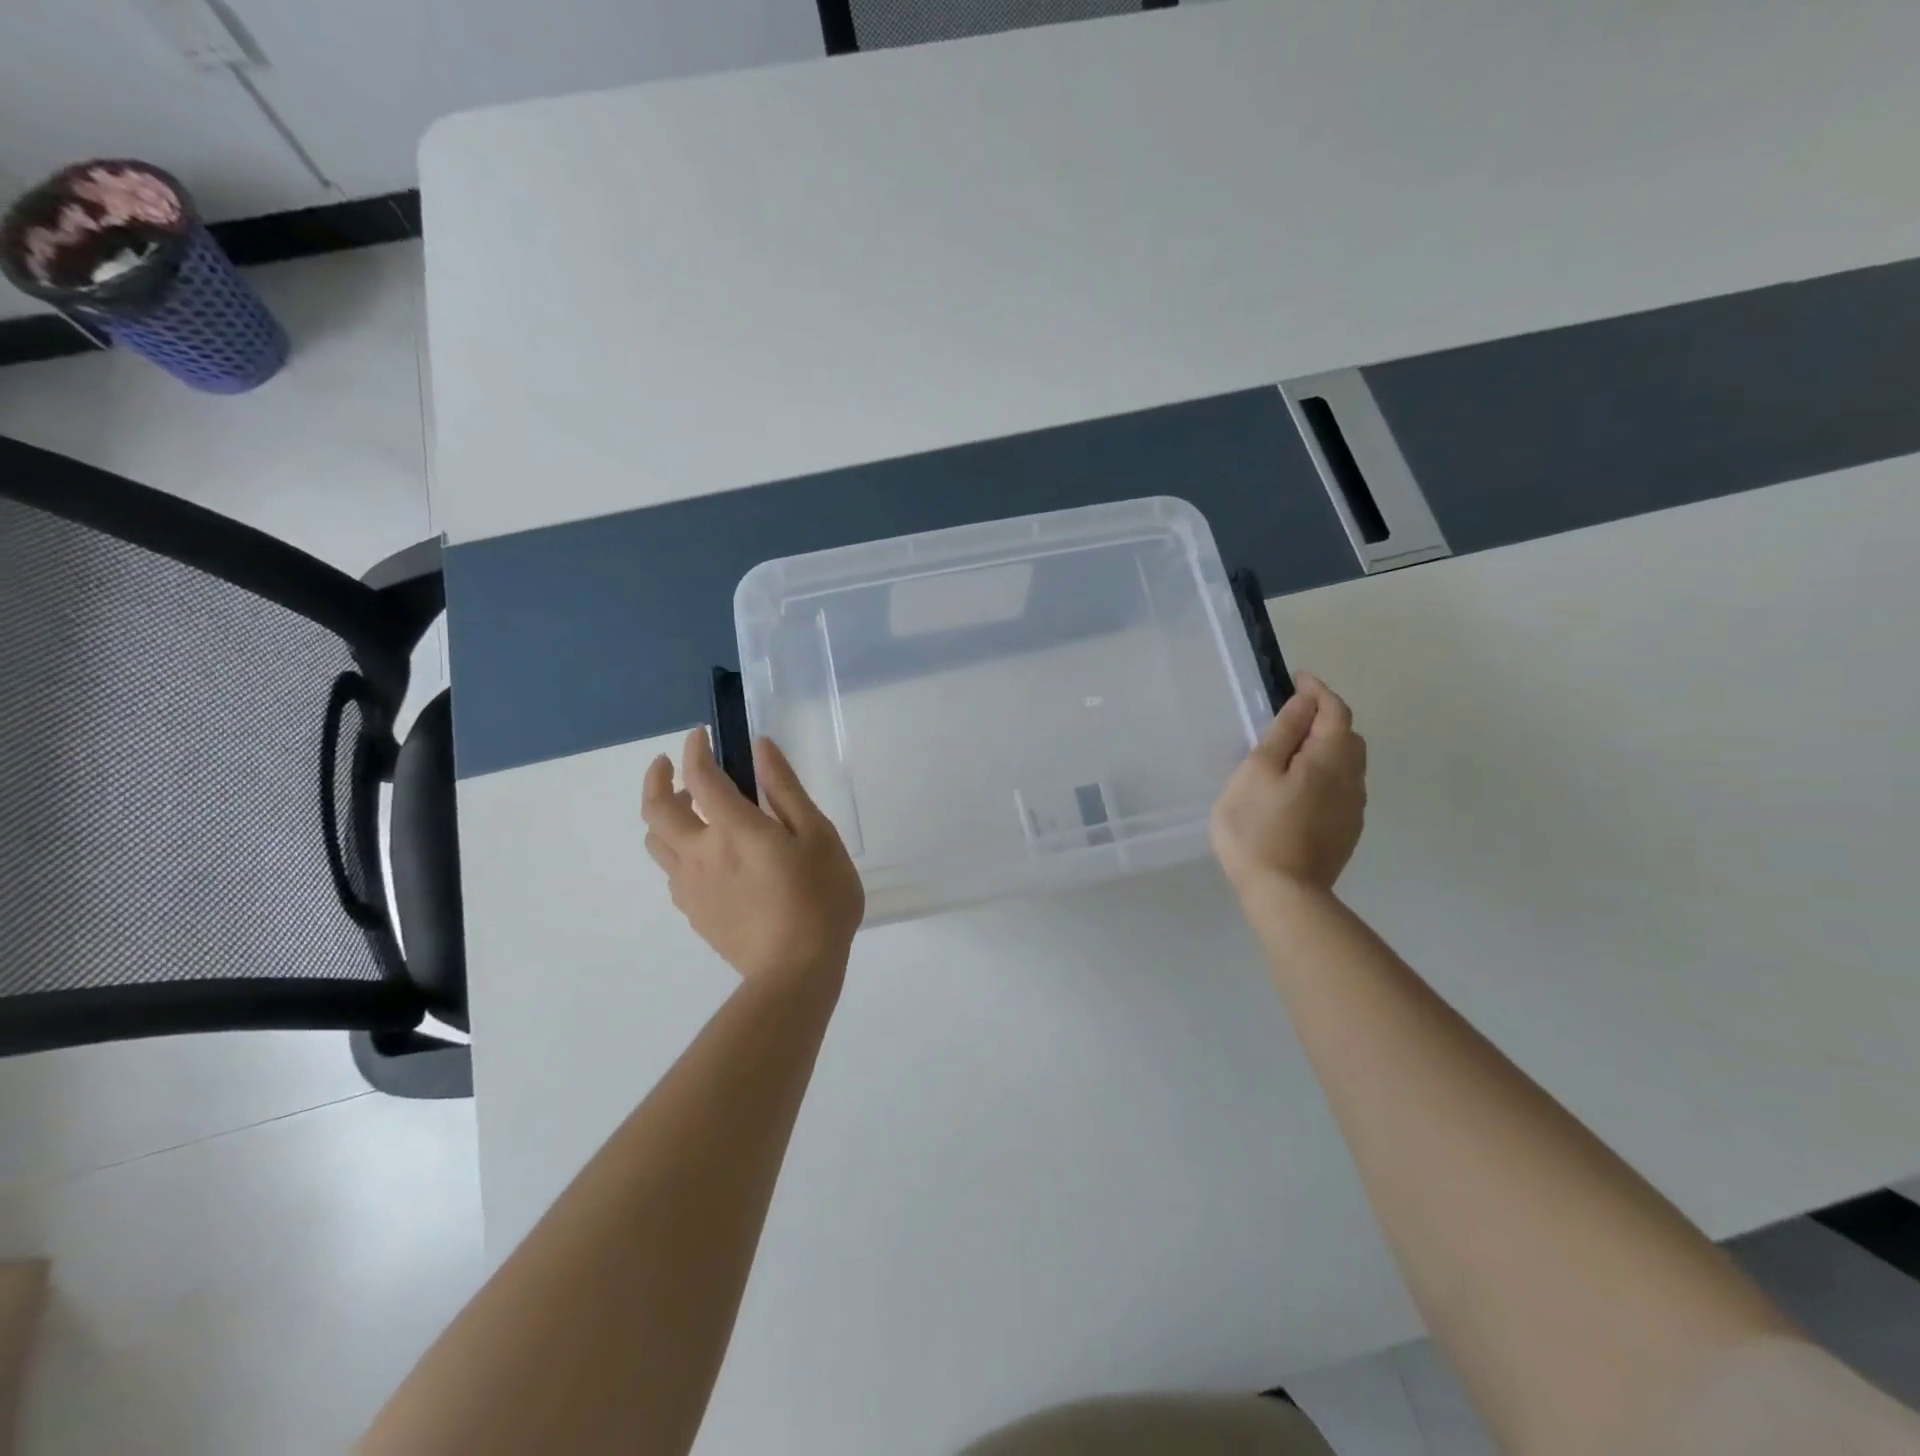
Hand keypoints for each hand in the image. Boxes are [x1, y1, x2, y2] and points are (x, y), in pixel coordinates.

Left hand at [642, 729, 864, 988]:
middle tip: (667, 764)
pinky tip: (705, 856)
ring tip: (688, 808)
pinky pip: (671, 872)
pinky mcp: (694, 914)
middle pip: (655, 810)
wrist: (796, 971)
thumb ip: (786, 790)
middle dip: (656, 779)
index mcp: (734, 830)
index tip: (701, 735)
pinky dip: (677, 850)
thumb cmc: (819, 898)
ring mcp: (691, 887)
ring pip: (656, 843)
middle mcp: (700, 854)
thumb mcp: (818, 836)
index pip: (700, 777)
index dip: (695, 750)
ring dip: (663, 816)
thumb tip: (760, 748)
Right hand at [1210, 673, 1367, 895]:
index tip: (1297, 678)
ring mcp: (1353, 808)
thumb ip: (1282, 734)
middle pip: (1348, 736)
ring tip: (1293, 750)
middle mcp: (1352, 779)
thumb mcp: (1257, 772)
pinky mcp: (1346, 831)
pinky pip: (1342, 788)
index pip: (1334, 711)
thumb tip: (1303, 702)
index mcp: (1330, 758)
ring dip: (1327, 746)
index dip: (1318, 691)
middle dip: (1326, 717)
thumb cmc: (1258, 827)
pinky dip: (1326, 772)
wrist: (1284, 894)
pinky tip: (1300, 788)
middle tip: (1292, 714)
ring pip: (1348, 764)